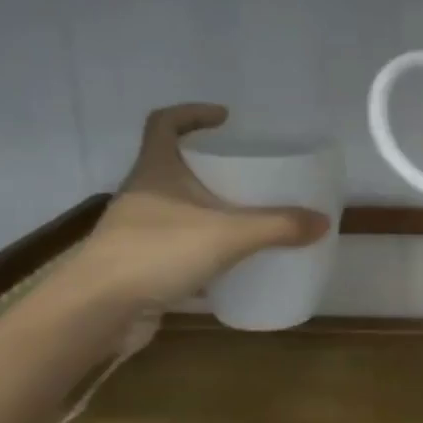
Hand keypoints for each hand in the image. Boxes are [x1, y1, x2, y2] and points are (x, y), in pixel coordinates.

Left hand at [74, 104, 329, 306]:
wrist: (100, 309)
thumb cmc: (157, 252)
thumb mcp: (227, 234)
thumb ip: (276, 226)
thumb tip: (322, 221)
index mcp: (156, 169)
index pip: (165, 123)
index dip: (193, 113)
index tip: (225, 118)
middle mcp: (143, 193)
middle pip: (173, 165)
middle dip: (209, 167)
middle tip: (247, 174)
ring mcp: (137, 230)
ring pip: (176, 209)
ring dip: (205, 210)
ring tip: (243, 218)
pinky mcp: (140, 264)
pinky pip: (176, 247)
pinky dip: (200, 250)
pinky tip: (226, 265)